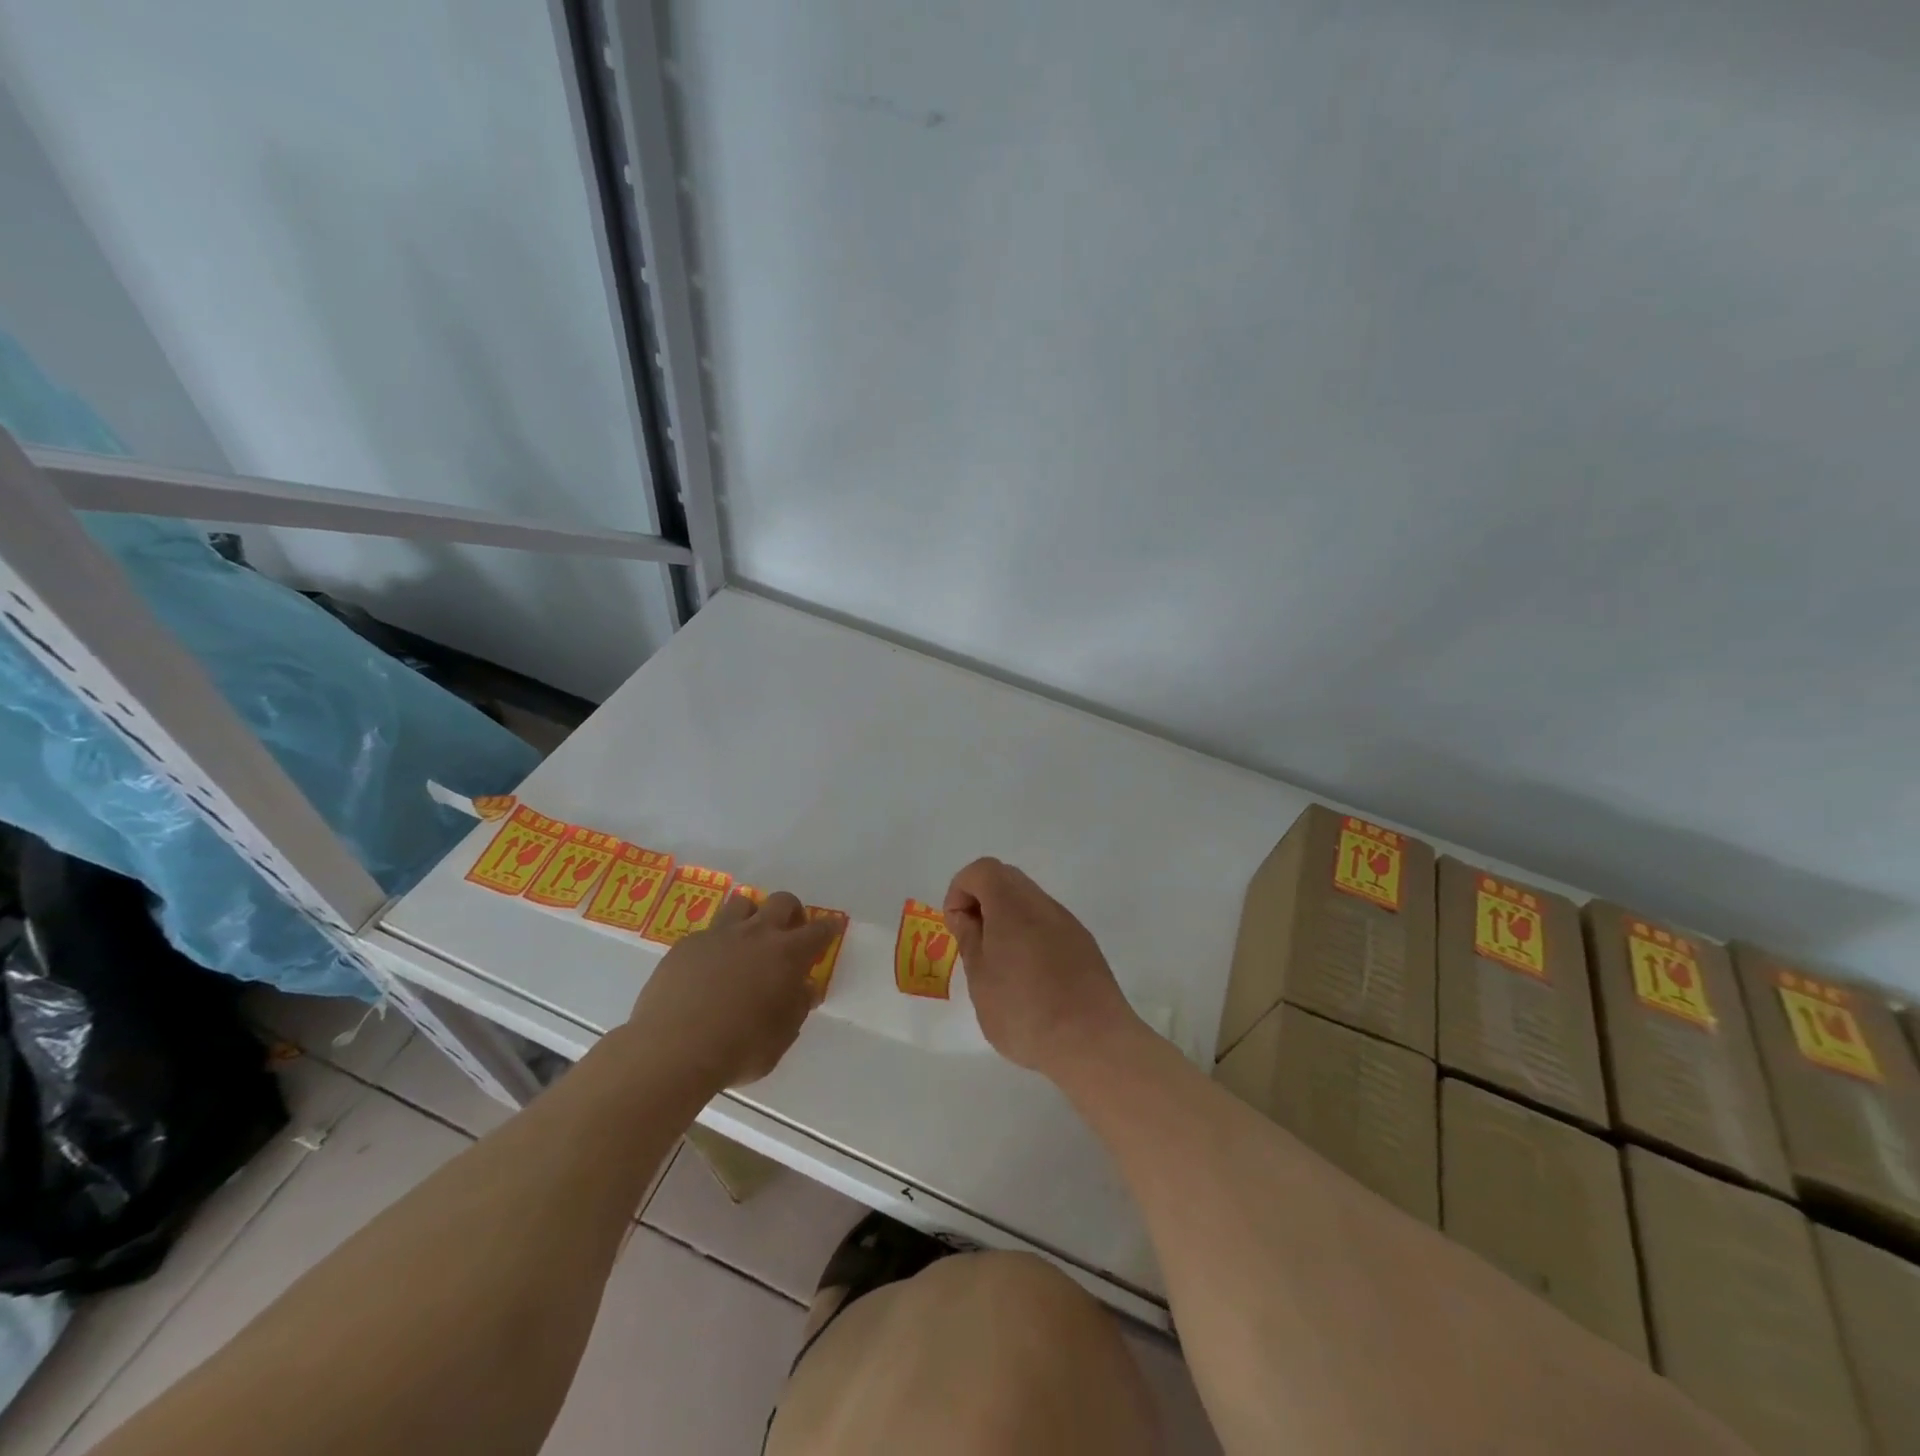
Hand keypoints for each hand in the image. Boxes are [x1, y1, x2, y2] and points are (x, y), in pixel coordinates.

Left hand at [627, 890, 837, 1089]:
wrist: (672, 1050)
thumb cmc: (738, 1048)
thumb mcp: (782, 1036)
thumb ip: (797, 1006)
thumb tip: (802, 987)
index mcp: (787, 954)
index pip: (818, 930)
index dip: (829, 927)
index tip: (833, 925)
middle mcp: (756, 934)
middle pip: (782, 901)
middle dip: (792, 912)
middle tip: (788, 933)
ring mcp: (718, 934)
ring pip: (742, 903)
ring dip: (752, 916)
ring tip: (747, 940)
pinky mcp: (686, 944)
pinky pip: (708, 932)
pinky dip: (716, 944)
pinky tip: (708, 969)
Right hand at [944, 858, 1142, 1078]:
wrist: (1094, 1042)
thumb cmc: (1024, 1011)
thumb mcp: (981, 978)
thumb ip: (970, 939)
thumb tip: (966, 916)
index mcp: (1012, 905)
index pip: (982, 870)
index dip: (960, 891)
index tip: (957, 928)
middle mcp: (1043, 904)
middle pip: (1007, 879)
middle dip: (982, 902)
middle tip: (974, 943)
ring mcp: (1068, 923)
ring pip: (1029, 902)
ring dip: (1007, 920)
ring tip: (1001, 966)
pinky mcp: (1084, 945)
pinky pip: (1048, 924)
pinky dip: (1030, 936)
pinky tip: (1030, 979)